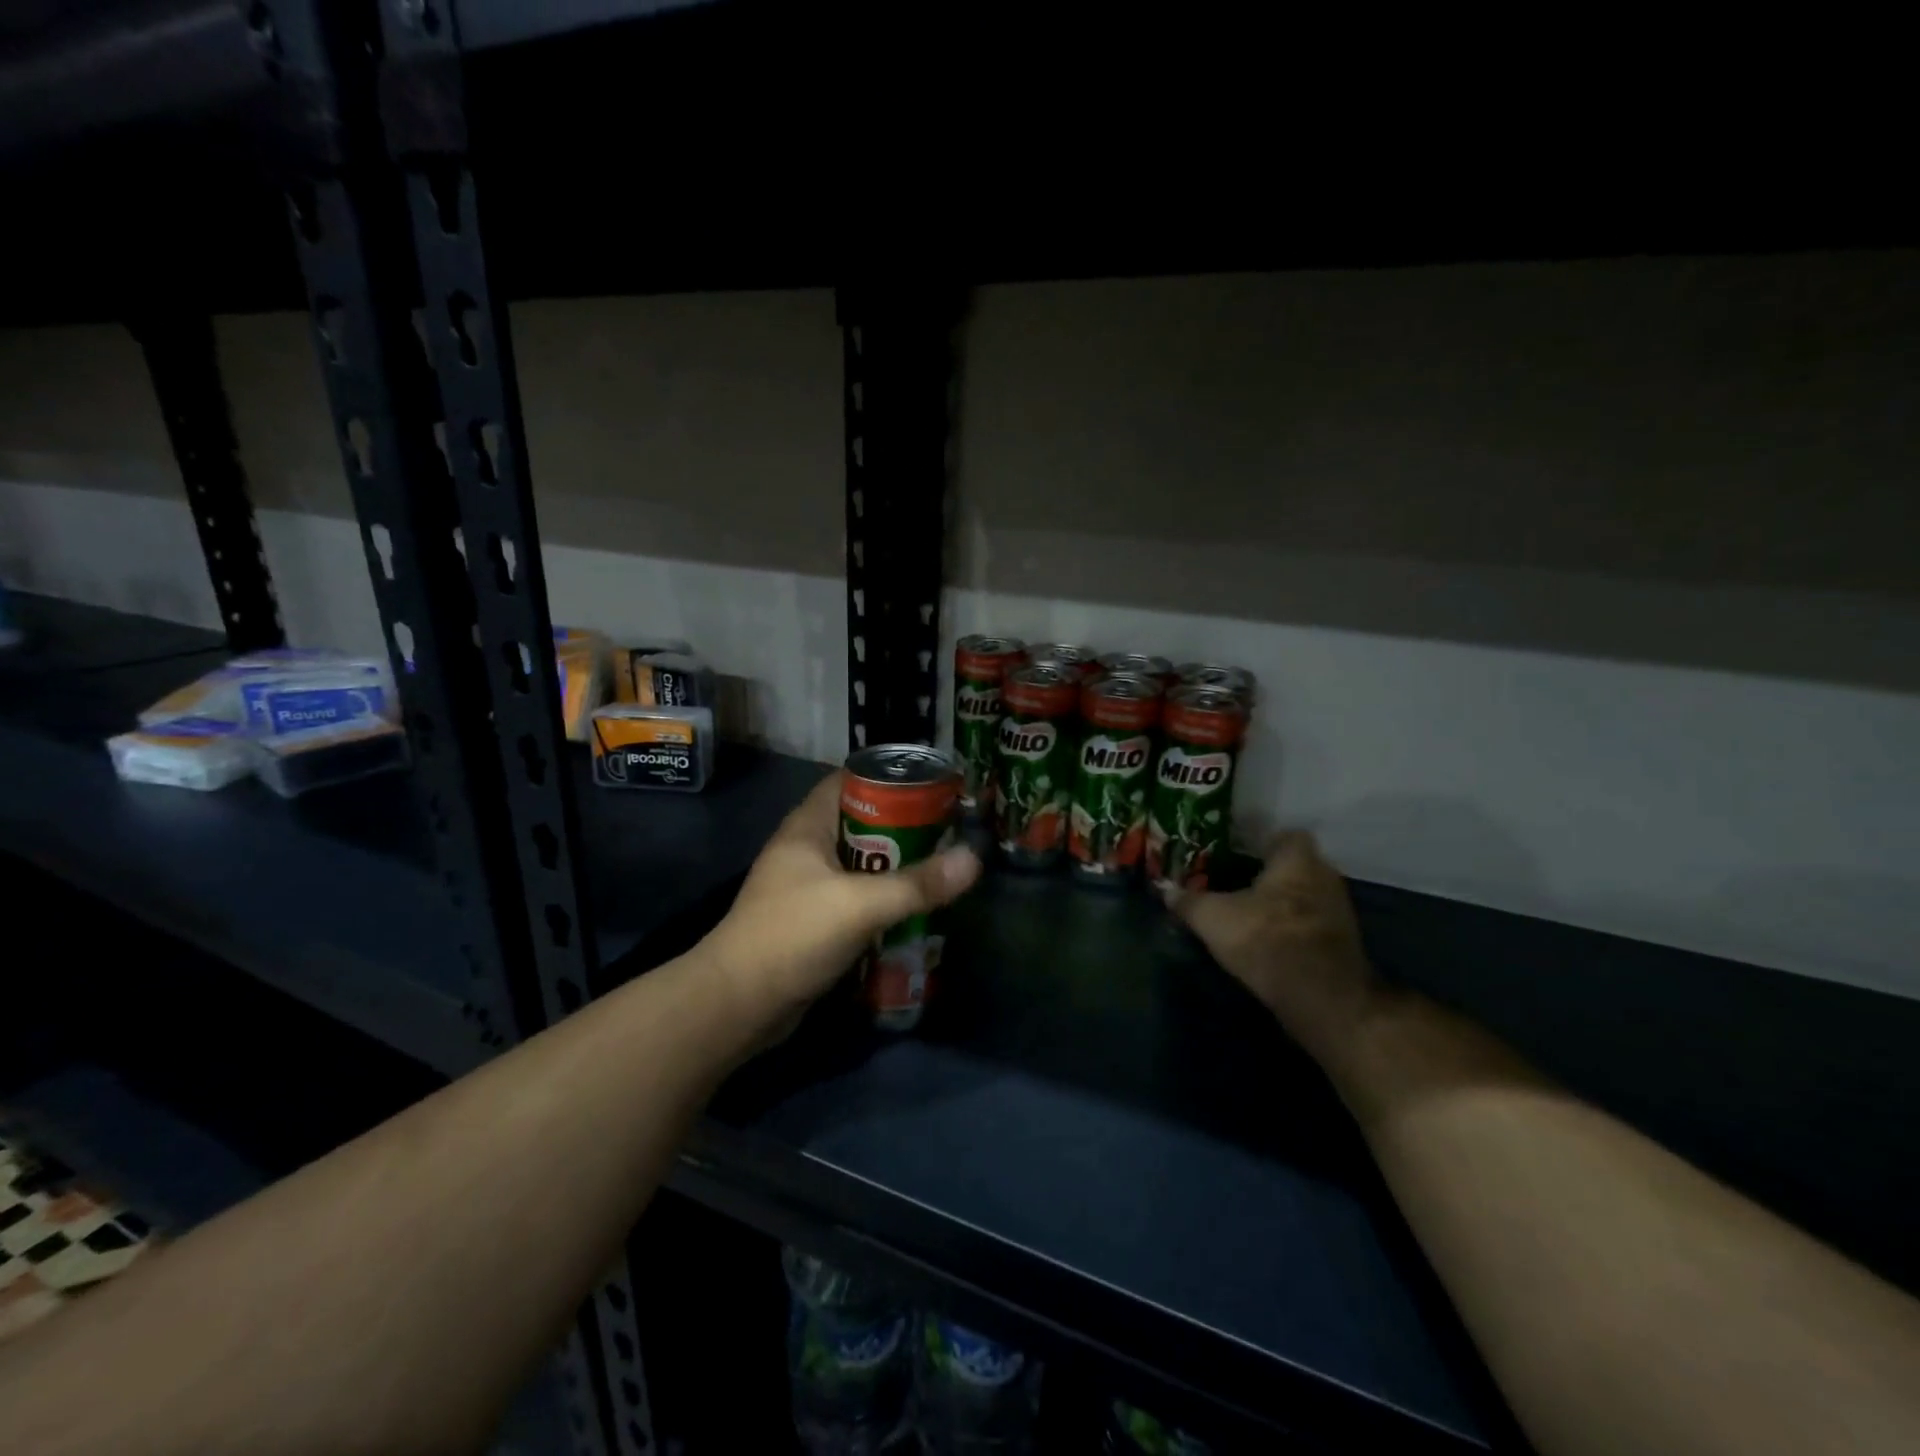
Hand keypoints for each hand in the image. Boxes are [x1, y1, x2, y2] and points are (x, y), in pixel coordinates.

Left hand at [701, 775, 981, 1029]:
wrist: (739, 1004)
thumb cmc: (792, 935)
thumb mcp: (859, 904)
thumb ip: (916, 884)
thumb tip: (974, 859)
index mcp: (807, 827)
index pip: (849, 781)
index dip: (889, 778)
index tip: (932, 786)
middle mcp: (806, 849)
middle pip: (862, 823)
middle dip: (903, 826)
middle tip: (949, 831)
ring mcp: (808, 886)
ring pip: (862, 864)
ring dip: (896, 867)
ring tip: (942, 867)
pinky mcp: (813, 921)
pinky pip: (856, 898)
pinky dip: (883, 900)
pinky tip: (915, 909)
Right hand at [1166, 831, 1381, 1066]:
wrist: (1320, 996)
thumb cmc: (1265, 938)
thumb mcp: (1212, 918)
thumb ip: (1187, 901)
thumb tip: (1163, 888)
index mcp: (1297, 860)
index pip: (1287, 835)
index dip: (1264, 842)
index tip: (1240, 853)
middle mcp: (1326, 877)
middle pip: (1298, 866)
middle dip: (1272, 875)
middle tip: (1239, 883)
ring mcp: (1340, 912)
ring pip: (1307, 896)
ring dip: (1285, 904)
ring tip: (1252, 914)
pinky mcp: (1344, 944)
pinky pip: (1314, 924)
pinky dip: (1295, 929)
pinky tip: (1270, 941)